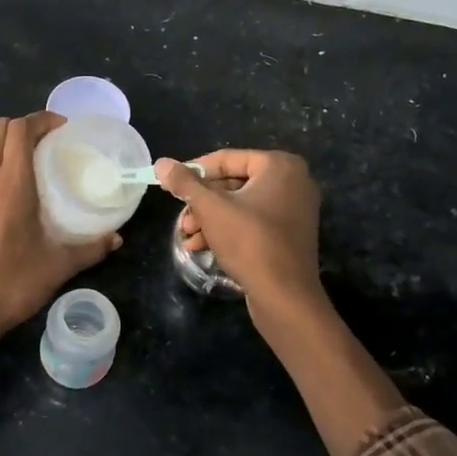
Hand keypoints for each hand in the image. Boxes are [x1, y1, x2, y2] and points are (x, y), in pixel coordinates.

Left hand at [0, 112, 120, 379]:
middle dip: (23, 128)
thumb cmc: (12, 285)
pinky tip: (3, 201)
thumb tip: (116, 238)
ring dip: (6, 150)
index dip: (41, 120)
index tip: (62, 128)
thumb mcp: (58, 267)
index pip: (20, 130)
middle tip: (48, 144)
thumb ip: (90, 248)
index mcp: (10, 185)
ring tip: (28, 172)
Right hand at [156, 151, 323, 321]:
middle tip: (182, 218)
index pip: (227, 159)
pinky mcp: (290, 234)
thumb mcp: (211, 208)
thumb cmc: (249, 242)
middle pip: (234, 183)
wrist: (285, 295)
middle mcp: (293, 181)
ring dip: (210, 219)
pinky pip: (254, 221)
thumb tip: (162, 163)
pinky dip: (229, 230)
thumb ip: (185, 183)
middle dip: (202, 202)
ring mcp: (294, 209)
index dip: (194, 171)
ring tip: (188, 236)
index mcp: (280, 166)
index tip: (170, 185)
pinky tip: (203, 246)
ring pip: (241, 205)